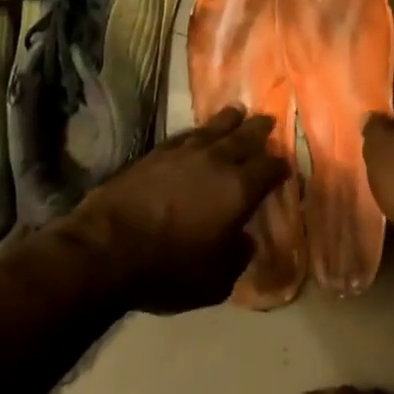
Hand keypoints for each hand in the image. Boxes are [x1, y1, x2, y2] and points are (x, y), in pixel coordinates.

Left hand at [62, 107, 287, 314]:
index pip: (270, 168)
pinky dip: (198, 132)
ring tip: (238, 112)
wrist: (108, 248)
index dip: (281, 167)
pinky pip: (186, 135)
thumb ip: (238, 256)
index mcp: (239, 189)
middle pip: (245, 136)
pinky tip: (198, 133)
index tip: (285, 167)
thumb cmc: (170, 269)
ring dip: (230, 120)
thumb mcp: (217, 280)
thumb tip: (245, 239)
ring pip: (215, 128)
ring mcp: (185, 152)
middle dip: (260, 130)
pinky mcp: (156, 153)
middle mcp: (217, 161)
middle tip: (268, 122)